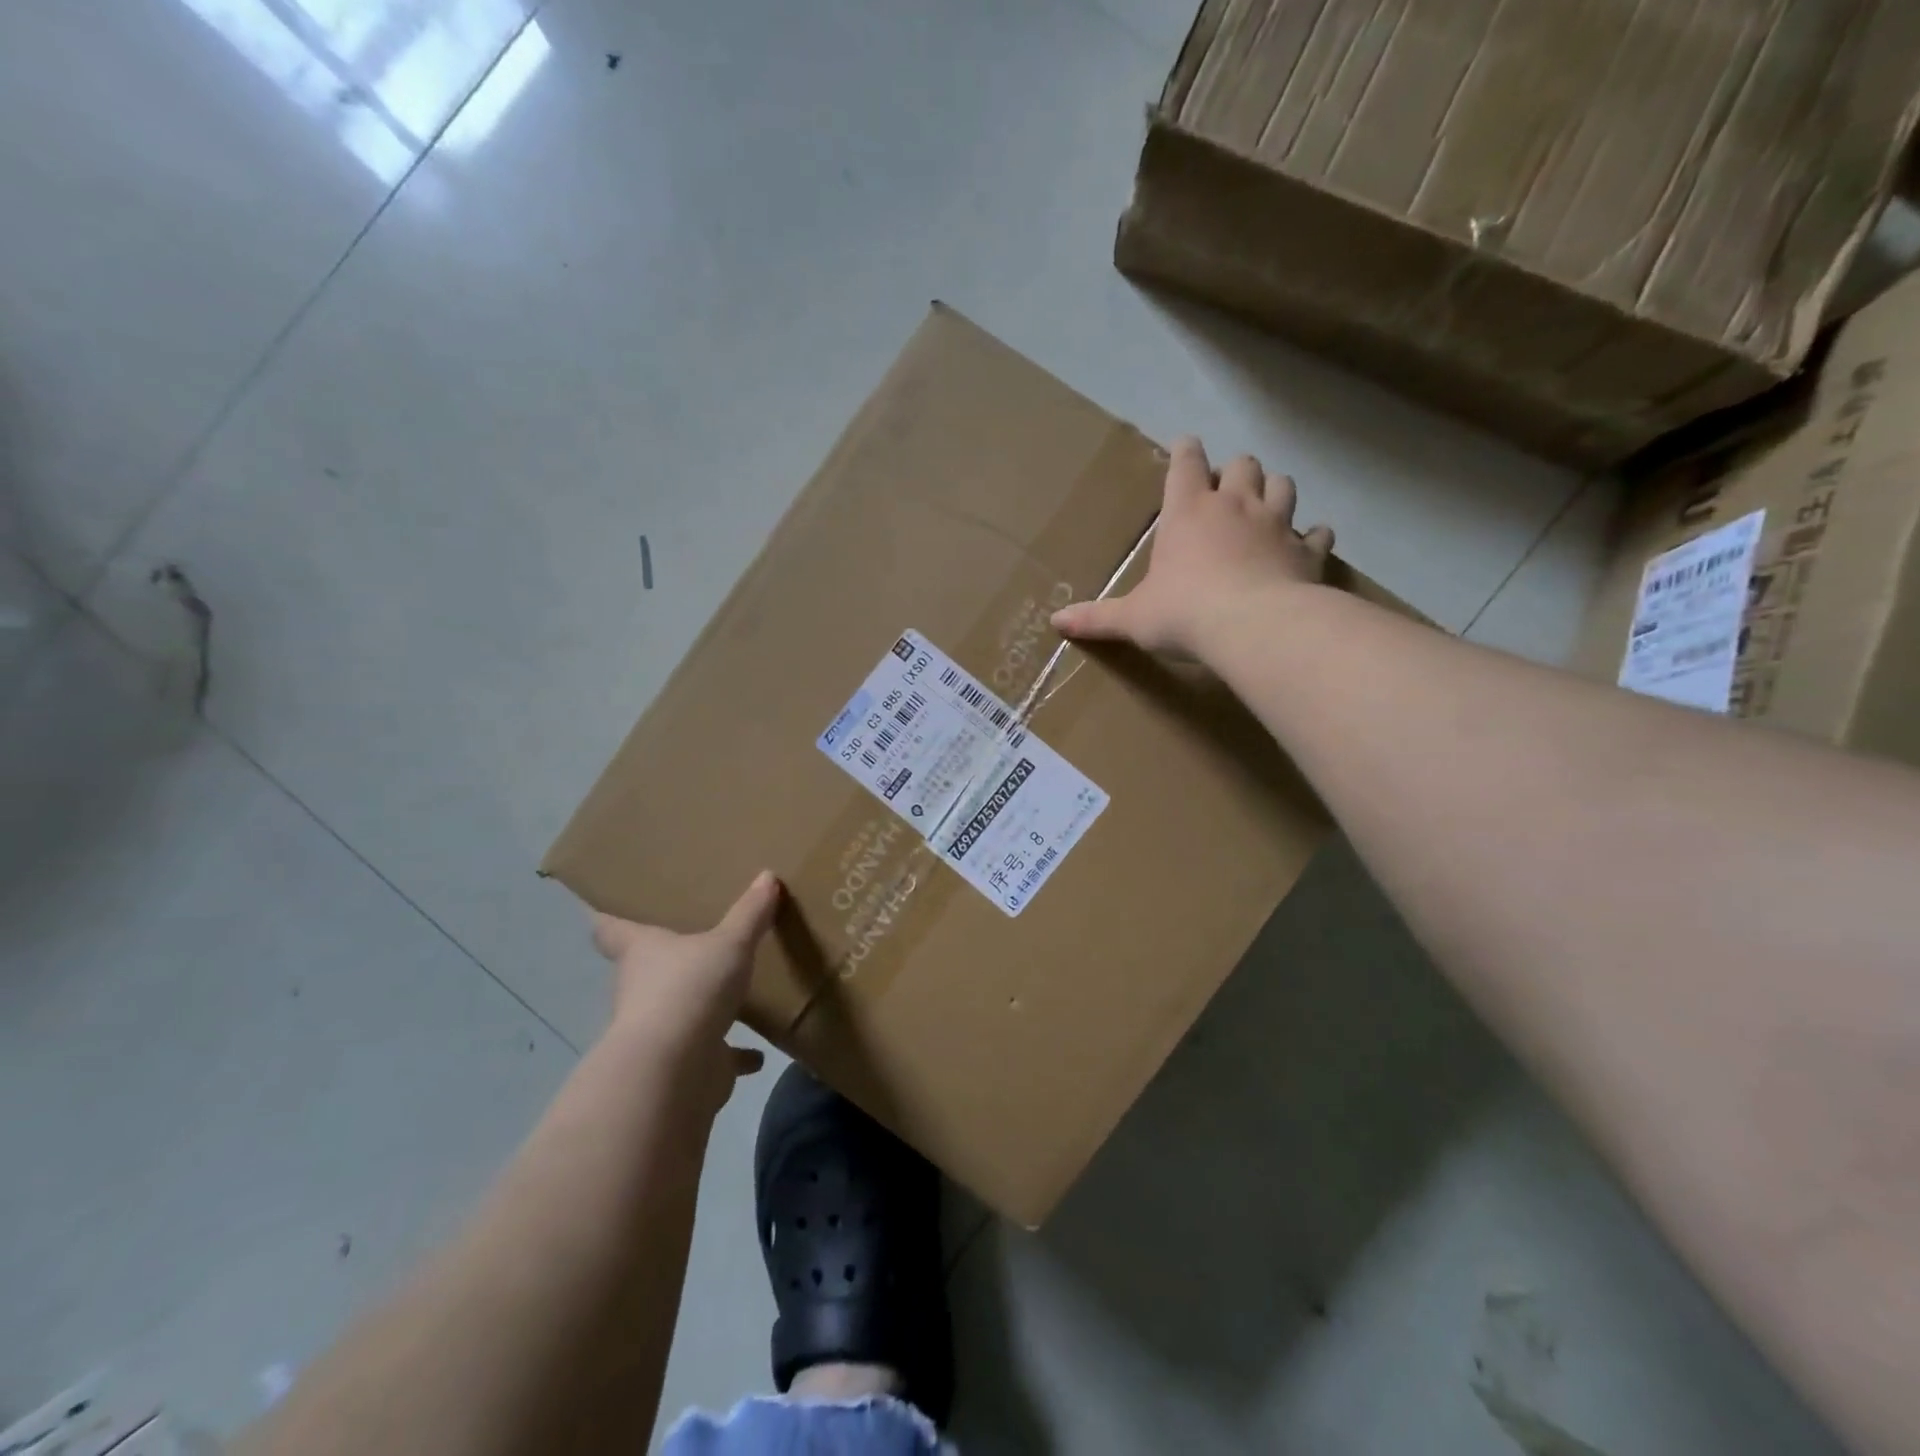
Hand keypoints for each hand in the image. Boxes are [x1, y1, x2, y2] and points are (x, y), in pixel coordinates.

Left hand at [591, 871, 780, 1110]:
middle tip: (697, 939)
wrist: (674, 1072)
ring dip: (701, 1007)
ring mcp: (661, 1030)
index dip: (611, 916)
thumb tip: (767, 876)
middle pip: (648, 969)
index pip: (612, 928)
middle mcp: (641, 989)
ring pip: (680, 1011)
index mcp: (641, 952)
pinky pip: (713, 1054)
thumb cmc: (690, 989)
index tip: (611, 905)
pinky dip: (733, 1054)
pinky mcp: (686, 1064)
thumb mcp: (729, 943)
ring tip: (731, 991)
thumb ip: (749, 913)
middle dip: (669, 960)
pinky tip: (757, 1053)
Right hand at [1051, 436, 1331, 661]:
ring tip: (1266, 506)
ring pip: (1283, 485)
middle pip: (1243, 464)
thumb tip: (1055, 623)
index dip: (1185, 450)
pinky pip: (1319, 533)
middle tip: (1226, 489)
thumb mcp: (1132, 618)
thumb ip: (1096, 618)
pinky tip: (1310, 543)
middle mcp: (1234, 505)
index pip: (1186, 461)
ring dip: (1274, 490)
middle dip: (1235, 470)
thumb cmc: (1183, 613)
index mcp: (1187, 510)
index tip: (1185, 446)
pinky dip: (1314, 536)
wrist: (1253, 627)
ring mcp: (1277, 524)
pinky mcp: (1307, 551)